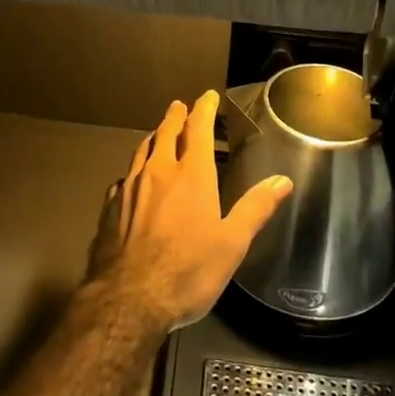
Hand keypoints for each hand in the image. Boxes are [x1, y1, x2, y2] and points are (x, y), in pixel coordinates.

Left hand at [86, 91, 291, 332]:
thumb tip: (283, 180)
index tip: (207, 96)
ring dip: (153, 138)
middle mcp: (158, 172)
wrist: (129, 299)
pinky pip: (124, 179)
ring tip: (158, 135)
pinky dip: (133, 171)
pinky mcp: (111, 208)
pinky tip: (132, 180)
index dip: (203, 108)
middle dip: (175, 116)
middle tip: (180, 106)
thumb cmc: (188, 271)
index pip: (198, 129)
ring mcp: (130, 188)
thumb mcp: (232, 243)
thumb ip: (256, 208)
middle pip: (165, 133)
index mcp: (191, 175)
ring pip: (142, 151)